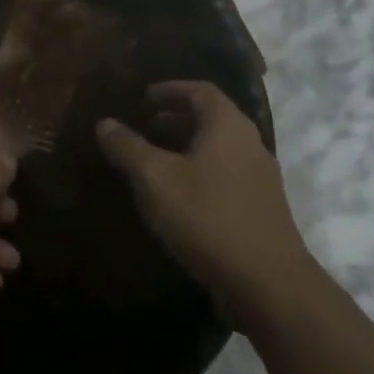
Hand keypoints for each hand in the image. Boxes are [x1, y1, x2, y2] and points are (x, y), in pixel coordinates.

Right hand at [97, 82, 307, 324]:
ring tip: (156, 161)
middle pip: (212, 118)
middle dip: (176, 118)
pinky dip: (200, 173)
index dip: (170, 89)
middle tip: (144, 126)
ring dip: (188, 148)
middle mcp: (250, 144)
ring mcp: (261, 178)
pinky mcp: (262, 210)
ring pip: (219, 149)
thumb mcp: (155, 179)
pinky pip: (226, 176)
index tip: (143, 98)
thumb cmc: (208, 217)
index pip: (200, 90)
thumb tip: (105, 122)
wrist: (268, 285)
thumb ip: (128, 147)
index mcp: (228, 126)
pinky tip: (179, 198)